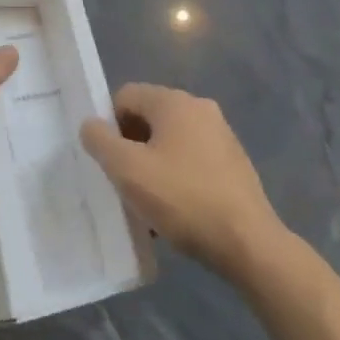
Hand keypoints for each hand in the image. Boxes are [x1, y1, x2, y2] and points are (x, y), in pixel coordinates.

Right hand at [80, 83, 281, 280]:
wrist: (249, 243)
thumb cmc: (182, 199)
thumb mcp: (128, 171)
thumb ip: (100, 141)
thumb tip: (90, 125)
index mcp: (174, 101)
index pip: (125, 96)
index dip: (109, 125)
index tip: (109, 161)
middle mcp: (200, 108)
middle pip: (149, 118)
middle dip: (132, 147)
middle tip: (126, 183)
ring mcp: (222, 135)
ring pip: (171, 141)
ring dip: (154, 165)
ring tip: (149, 204)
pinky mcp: (234, 163)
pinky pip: (193, 160)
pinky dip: (178, 178)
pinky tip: (176, 211)